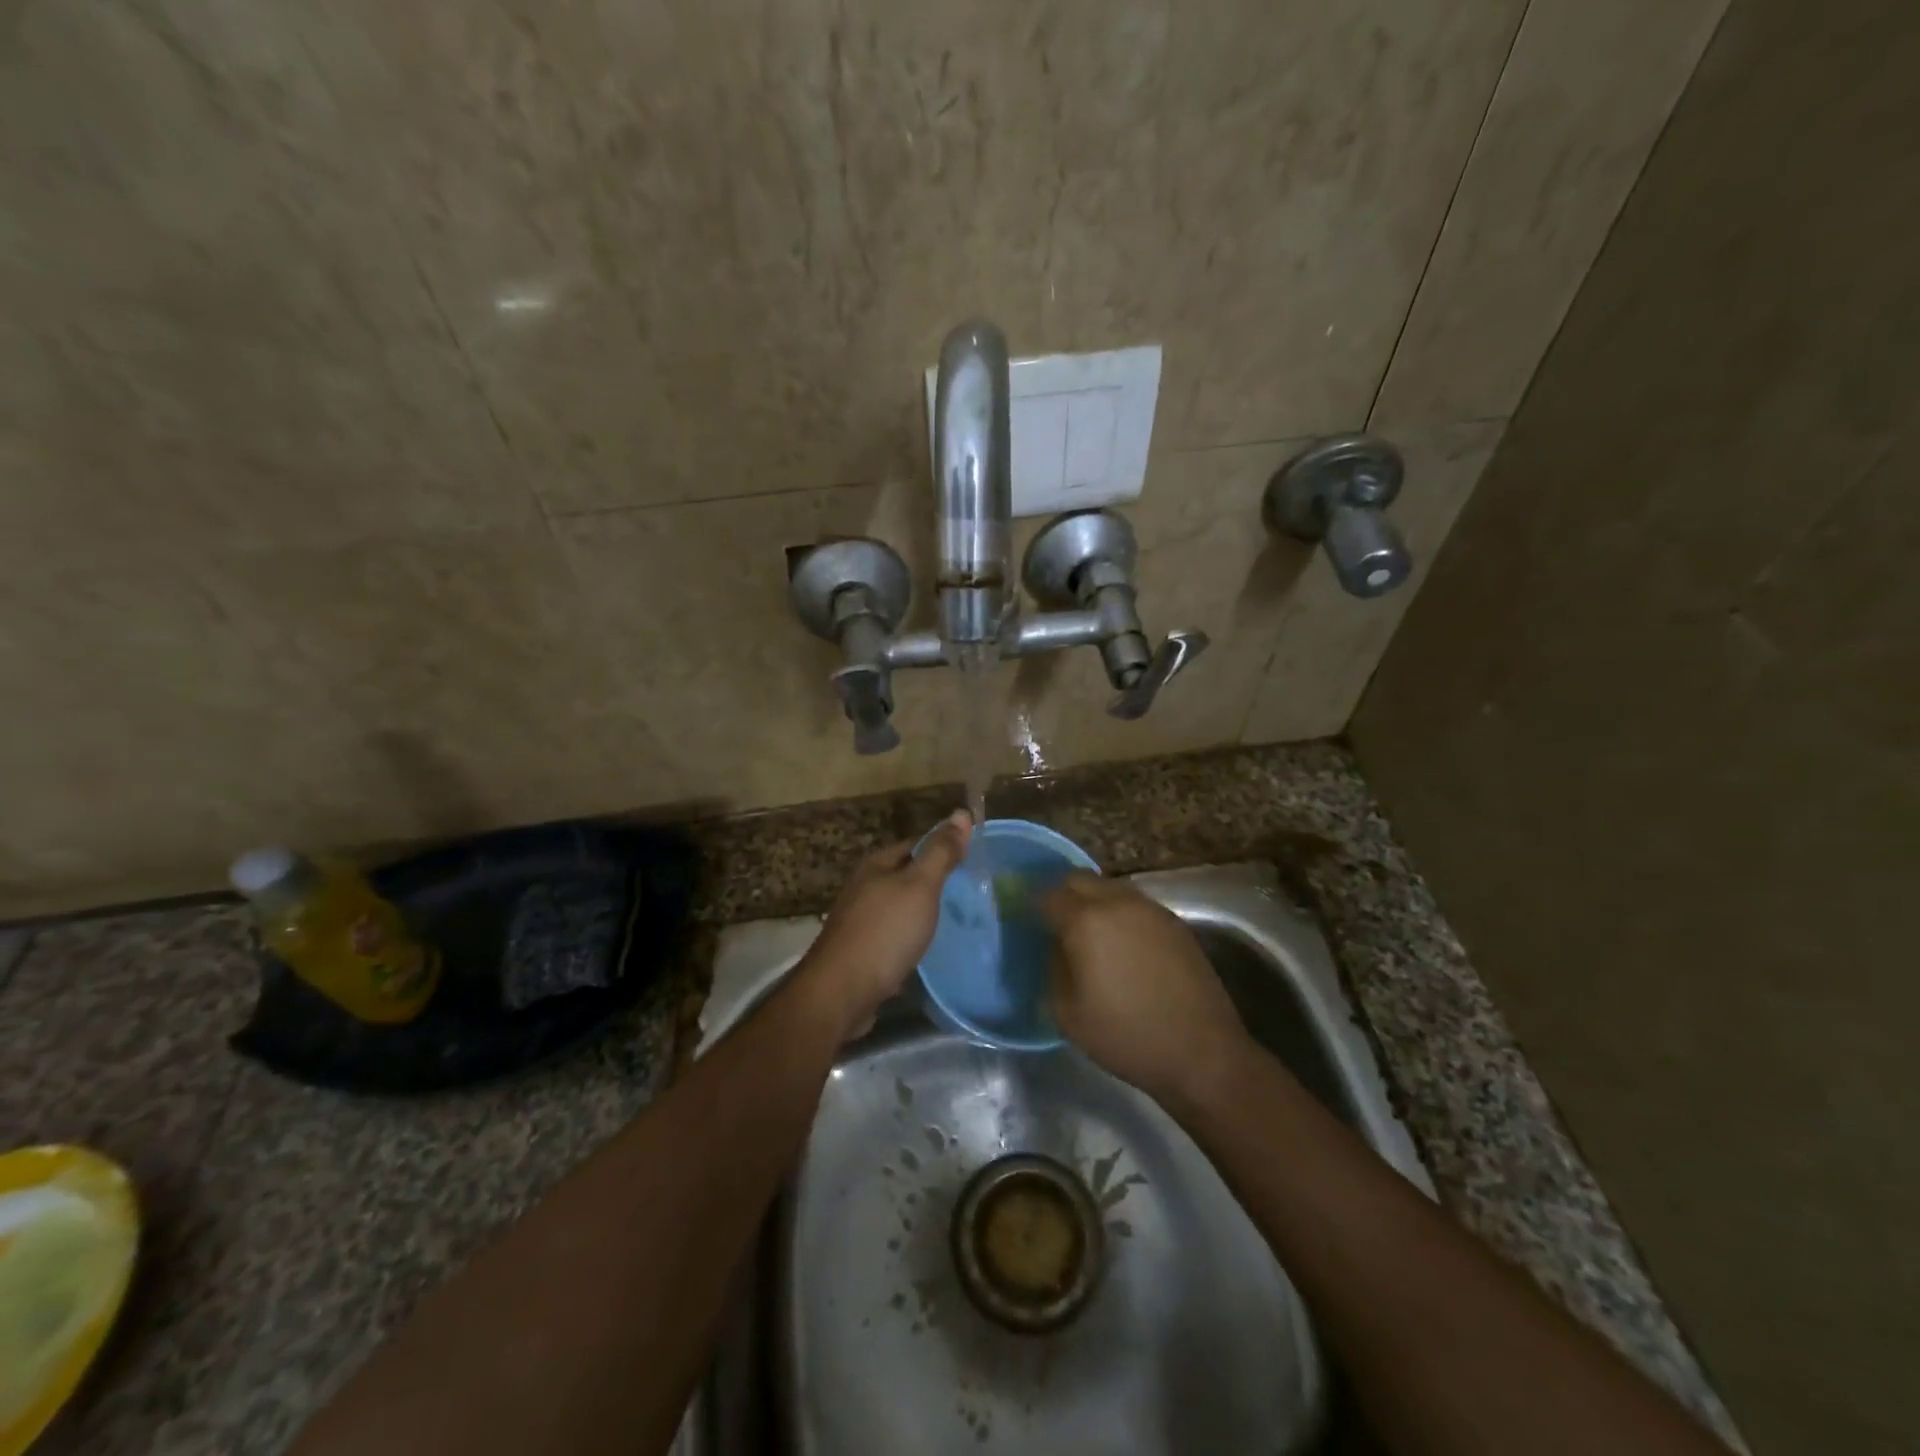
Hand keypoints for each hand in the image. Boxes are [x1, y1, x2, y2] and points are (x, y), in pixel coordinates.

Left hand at [801, 810, 971, 1036]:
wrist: (841, 993)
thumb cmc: (884, 932)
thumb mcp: (920, 886)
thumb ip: (941, 852)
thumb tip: (961, 812)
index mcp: (876, 865)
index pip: (916, 844)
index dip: (944, 847)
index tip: (973, 859)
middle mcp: (864, 887)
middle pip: (907, 875)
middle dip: (935, 882)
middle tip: (972, 893)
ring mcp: (860, 920)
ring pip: (900, 907)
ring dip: (924, 912)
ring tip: (957, 921)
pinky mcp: (861, 951)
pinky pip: (894, 935)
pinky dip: (912, 938)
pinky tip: (929, 949)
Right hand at [1042, 873, 1247, 1104]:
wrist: (1202, 1052)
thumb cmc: (1126, 1036)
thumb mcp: (1068, 1012)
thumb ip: (1053, 967)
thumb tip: (1056, 945)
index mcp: (1086, 921)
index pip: (1048, 895)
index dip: (1033, 906)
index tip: (1027, 921)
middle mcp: (1118, 902)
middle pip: (1079, 880)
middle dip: (1062, 895)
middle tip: (1055, 924)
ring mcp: (1150, 909)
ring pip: (1109, 888)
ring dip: (1092, 901)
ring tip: (1090, 934)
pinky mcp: (1175, 922)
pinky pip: (1135, 904)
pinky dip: (1119, 914)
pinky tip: (1122, 945)